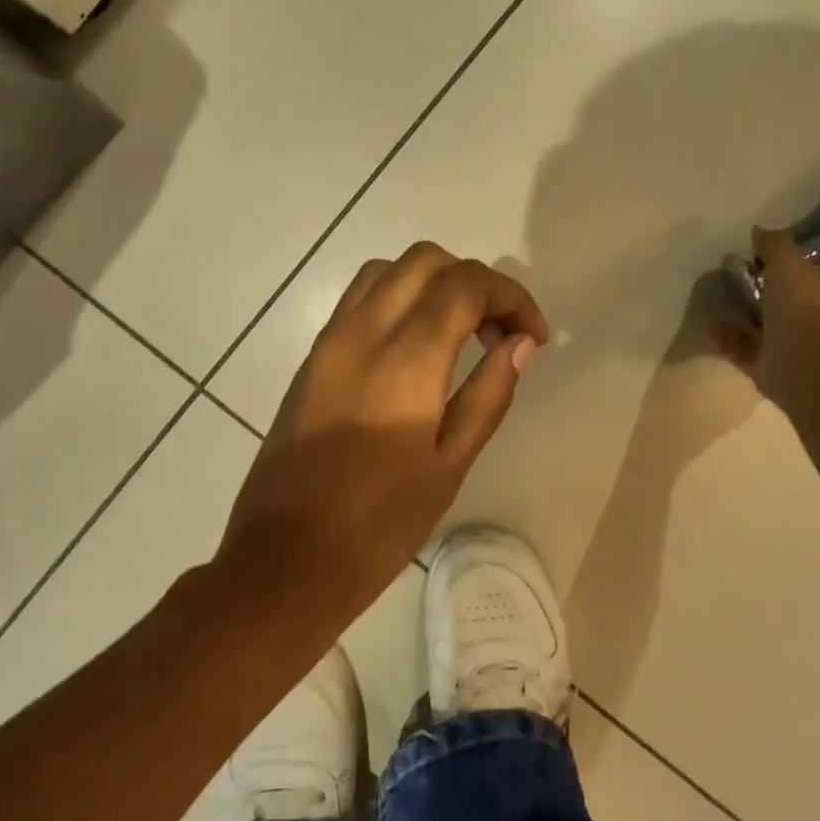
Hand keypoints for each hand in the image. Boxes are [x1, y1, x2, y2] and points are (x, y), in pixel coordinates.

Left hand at [219, 243, 549, 613]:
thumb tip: (518, 343)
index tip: (534, 337)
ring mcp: (328, 342)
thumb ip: (488, 394)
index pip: (466, 285)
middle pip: (425, 260)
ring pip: (386, 272)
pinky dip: (398, 300)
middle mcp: (362, 332)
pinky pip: (358, 301)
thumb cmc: (379, 526)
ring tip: (460, 335)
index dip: (512, 297)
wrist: (285, 561)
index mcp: (405, 359)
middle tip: (499, 332)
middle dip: (474, 282)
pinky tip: (415, 350)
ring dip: (433, 284)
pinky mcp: (310, 360)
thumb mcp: (449, 465)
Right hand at [711, 226, 819, 407]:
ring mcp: (786, 345)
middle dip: (754, 293)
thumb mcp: (788, 264)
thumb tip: (758, 230)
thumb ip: (774, 246)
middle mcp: (806, 318)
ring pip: (757, 327)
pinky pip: (741, 350)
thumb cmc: (804, 306)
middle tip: (725, 281)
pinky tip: (707, 328)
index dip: (776, 265)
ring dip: (736, 317)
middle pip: (776, 301)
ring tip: (711, 304)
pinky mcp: (765, 367)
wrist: (806, 362)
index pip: (799, 273)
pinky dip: (725, 340)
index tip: (750, 258)